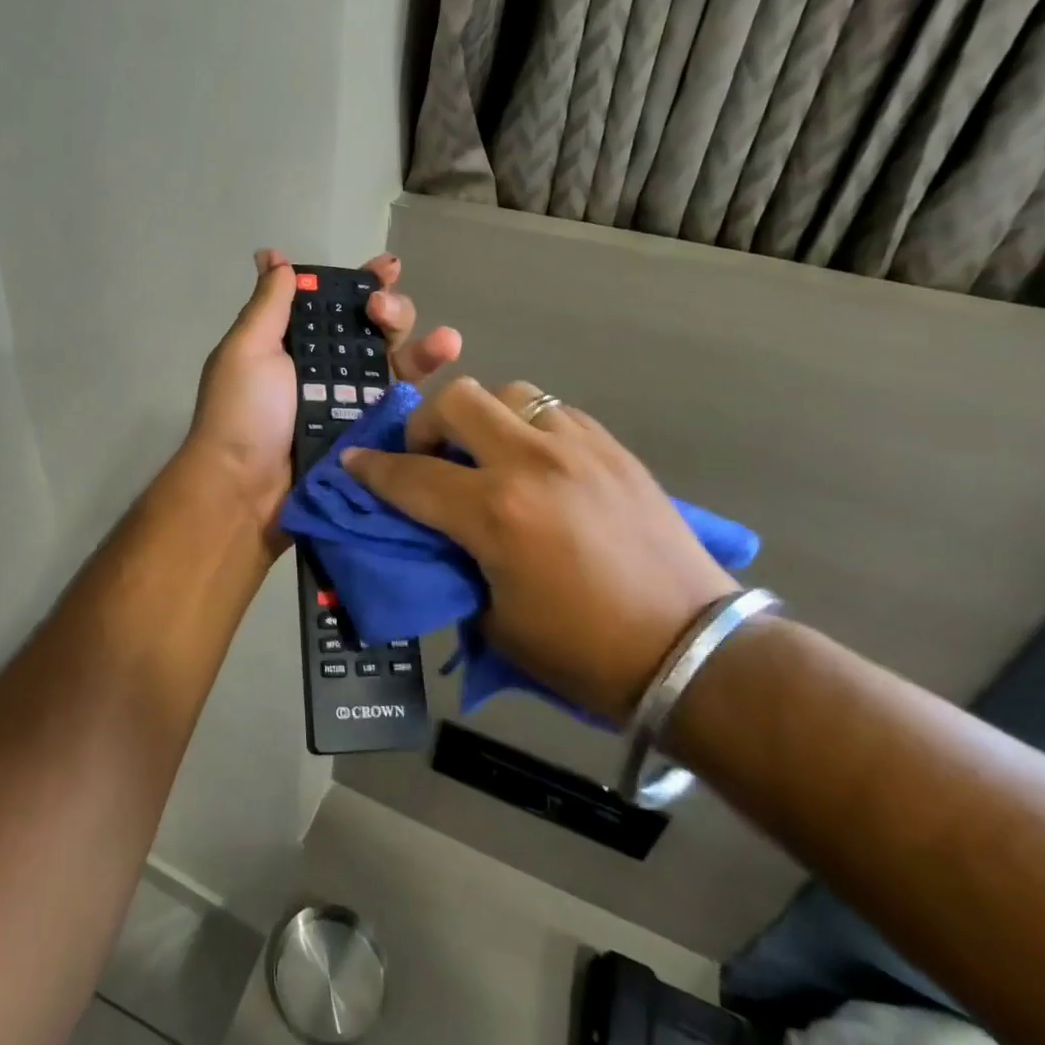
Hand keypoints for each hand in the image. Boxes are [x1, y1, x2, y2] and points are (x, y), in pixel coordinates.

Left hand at [187, 249, 460, 530]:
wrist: (246, 489)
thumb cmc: (242, 413)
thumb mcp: (246, 349)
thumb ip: (269, 304)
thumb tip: (273, 255)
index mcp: (296, 343)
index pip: (336, 303)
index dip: (362, 282)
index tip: (386, 267)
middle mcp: (329, 367)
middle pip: (375, 329)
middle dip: (391, 310)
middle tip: (382, 311)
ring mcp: (354, 400)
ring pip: (398, 362)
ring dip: (424, 344)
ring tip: (446, 341)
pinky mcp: (374, 432)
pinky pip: (405, 401)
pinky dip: (429, 379)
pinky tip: (449, 359)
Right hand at [340, 378, 737, 720]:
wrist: (691, 652)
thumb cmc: (583, 652)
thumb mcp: (495, 620)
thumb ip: (455, 562)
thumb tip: (438, 532)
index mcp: (496, 513)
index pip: (412, 476)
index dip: (372, 469)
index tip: (353, 462)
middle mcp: (533, 462)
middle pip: (458, 399)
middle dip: (428, 423)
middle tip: (430, 456)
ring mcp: (580, 447)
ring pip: (511, 392)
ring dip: (485, 416)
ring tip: (489, 453)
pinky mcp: (614, 449)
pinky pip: (555, 411)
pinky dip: (531, 426)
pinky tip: (538, 462)